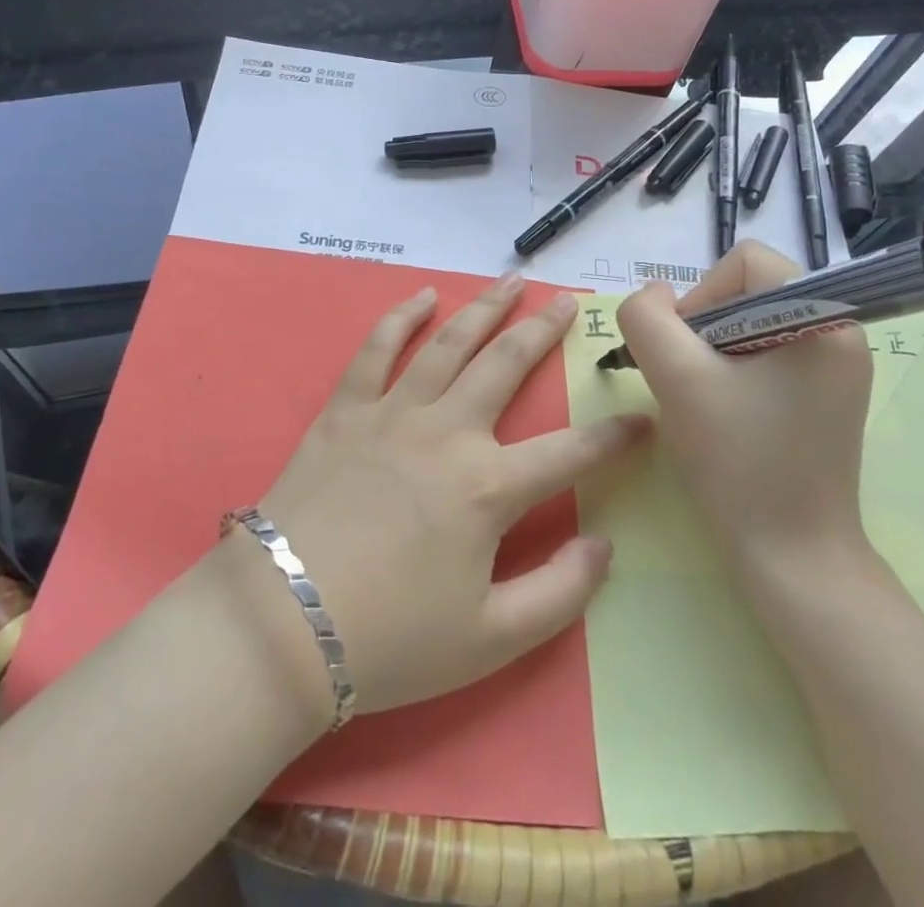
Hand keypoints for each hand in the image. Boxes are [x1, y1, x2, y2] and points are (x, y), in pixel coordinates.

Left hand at [228, 274, 647, 723]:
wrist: (280, 627)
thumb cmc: (389, 641)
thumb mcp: (490, 641)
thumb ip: (560, 595)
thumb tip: (605, 546)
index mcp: (488, 488)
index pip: (571, 452)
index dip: (615, 436)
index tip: (644, 417)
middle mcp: (448, 432)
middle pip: (507, 366)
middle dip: (544, 331)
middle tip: (567, 301)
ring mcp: (394, 413)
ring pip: (449, 343)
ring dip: (484, 308)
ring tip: (511, 282)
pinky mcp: (346, 410)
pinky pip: (376, 350)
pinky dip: (399, 318)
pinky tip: (421, 296)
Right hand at [615, 241, 873, 581]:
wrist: (792, 557)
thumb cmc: (739, 463)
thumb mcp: (677, 379)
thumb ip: (647, 318)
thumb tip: (654, 296)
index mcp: (824, 316)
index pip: (745, 261)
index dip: (701, 297)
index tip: (686, 354)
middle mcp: (842, 330)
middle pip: (749, 290)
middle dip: (706, 328)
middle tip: (692, 383)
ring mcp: (839, 366)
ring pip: (753, 323)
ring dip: (715, 352)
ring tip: (708, 402)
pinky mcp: (828, 395)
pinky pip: (769, 353)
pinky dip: (736, 371)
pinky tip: (727, 414)